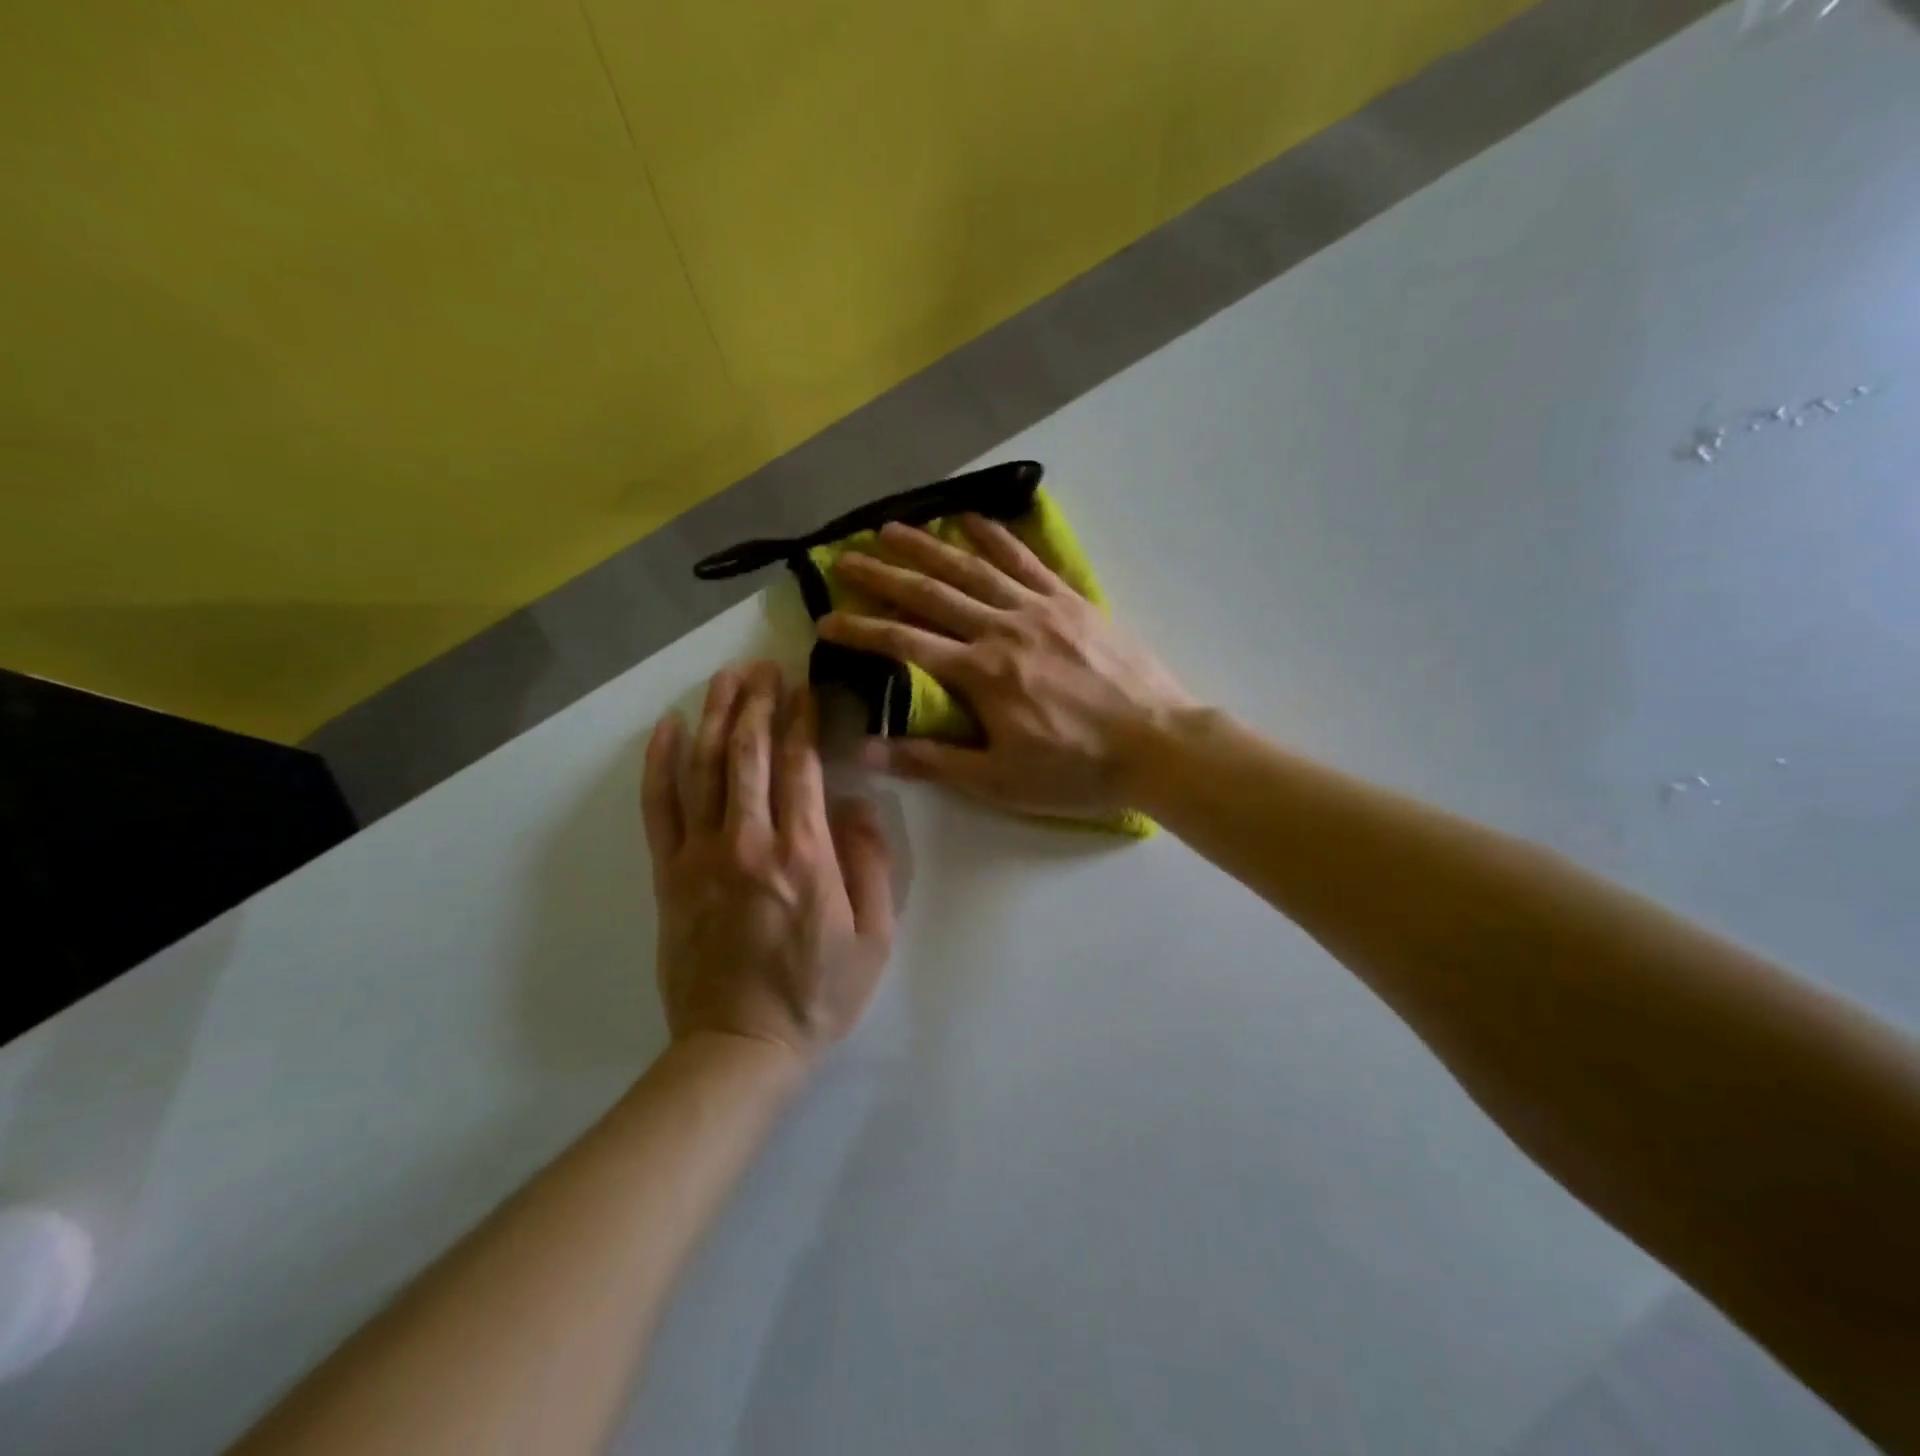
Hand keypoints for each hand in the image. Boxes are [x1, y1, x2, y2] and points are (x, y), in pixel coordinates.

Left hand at [643, 662, 894, 1061]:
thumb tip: (856, 803)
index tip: (806, 688)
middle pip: (748, 753)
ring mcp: (701, 856)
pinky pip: (659, 809)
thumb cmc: (819, 993)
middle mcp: (749, 843)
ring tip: (724, 678)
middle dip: (757, 702)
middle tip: (765, 667)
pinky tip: (665, 728)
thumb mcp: (874, 936)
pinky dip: (660, 764)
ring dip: (714, 716)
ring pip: (704, 769)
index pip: (800, 766)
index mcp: (804, 855)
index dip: (802, 720)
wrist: (741, 1047)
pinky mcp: (669, 876)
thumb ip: (871, 863)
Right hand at [819, 515, 1194, 818]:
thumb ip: (931, 760)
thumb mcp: (998, 780)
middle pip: (931, 594)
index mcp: (980, 673)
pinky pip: (1027, 560)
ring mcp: (1039, 608)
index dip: (861, 629)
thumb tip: (863, 750)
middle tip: (846, 557)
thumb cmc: (1076, 769)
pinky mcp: (1071, 601)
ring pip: (973, 568)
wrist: (1157, 745)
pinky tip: (973, 519)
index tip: (825, 619)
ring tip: (893, 529)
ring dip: (929, 546)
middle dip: (883, 575)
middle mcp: (1002, 628)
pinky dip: (997, 537)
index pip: (904, 642)